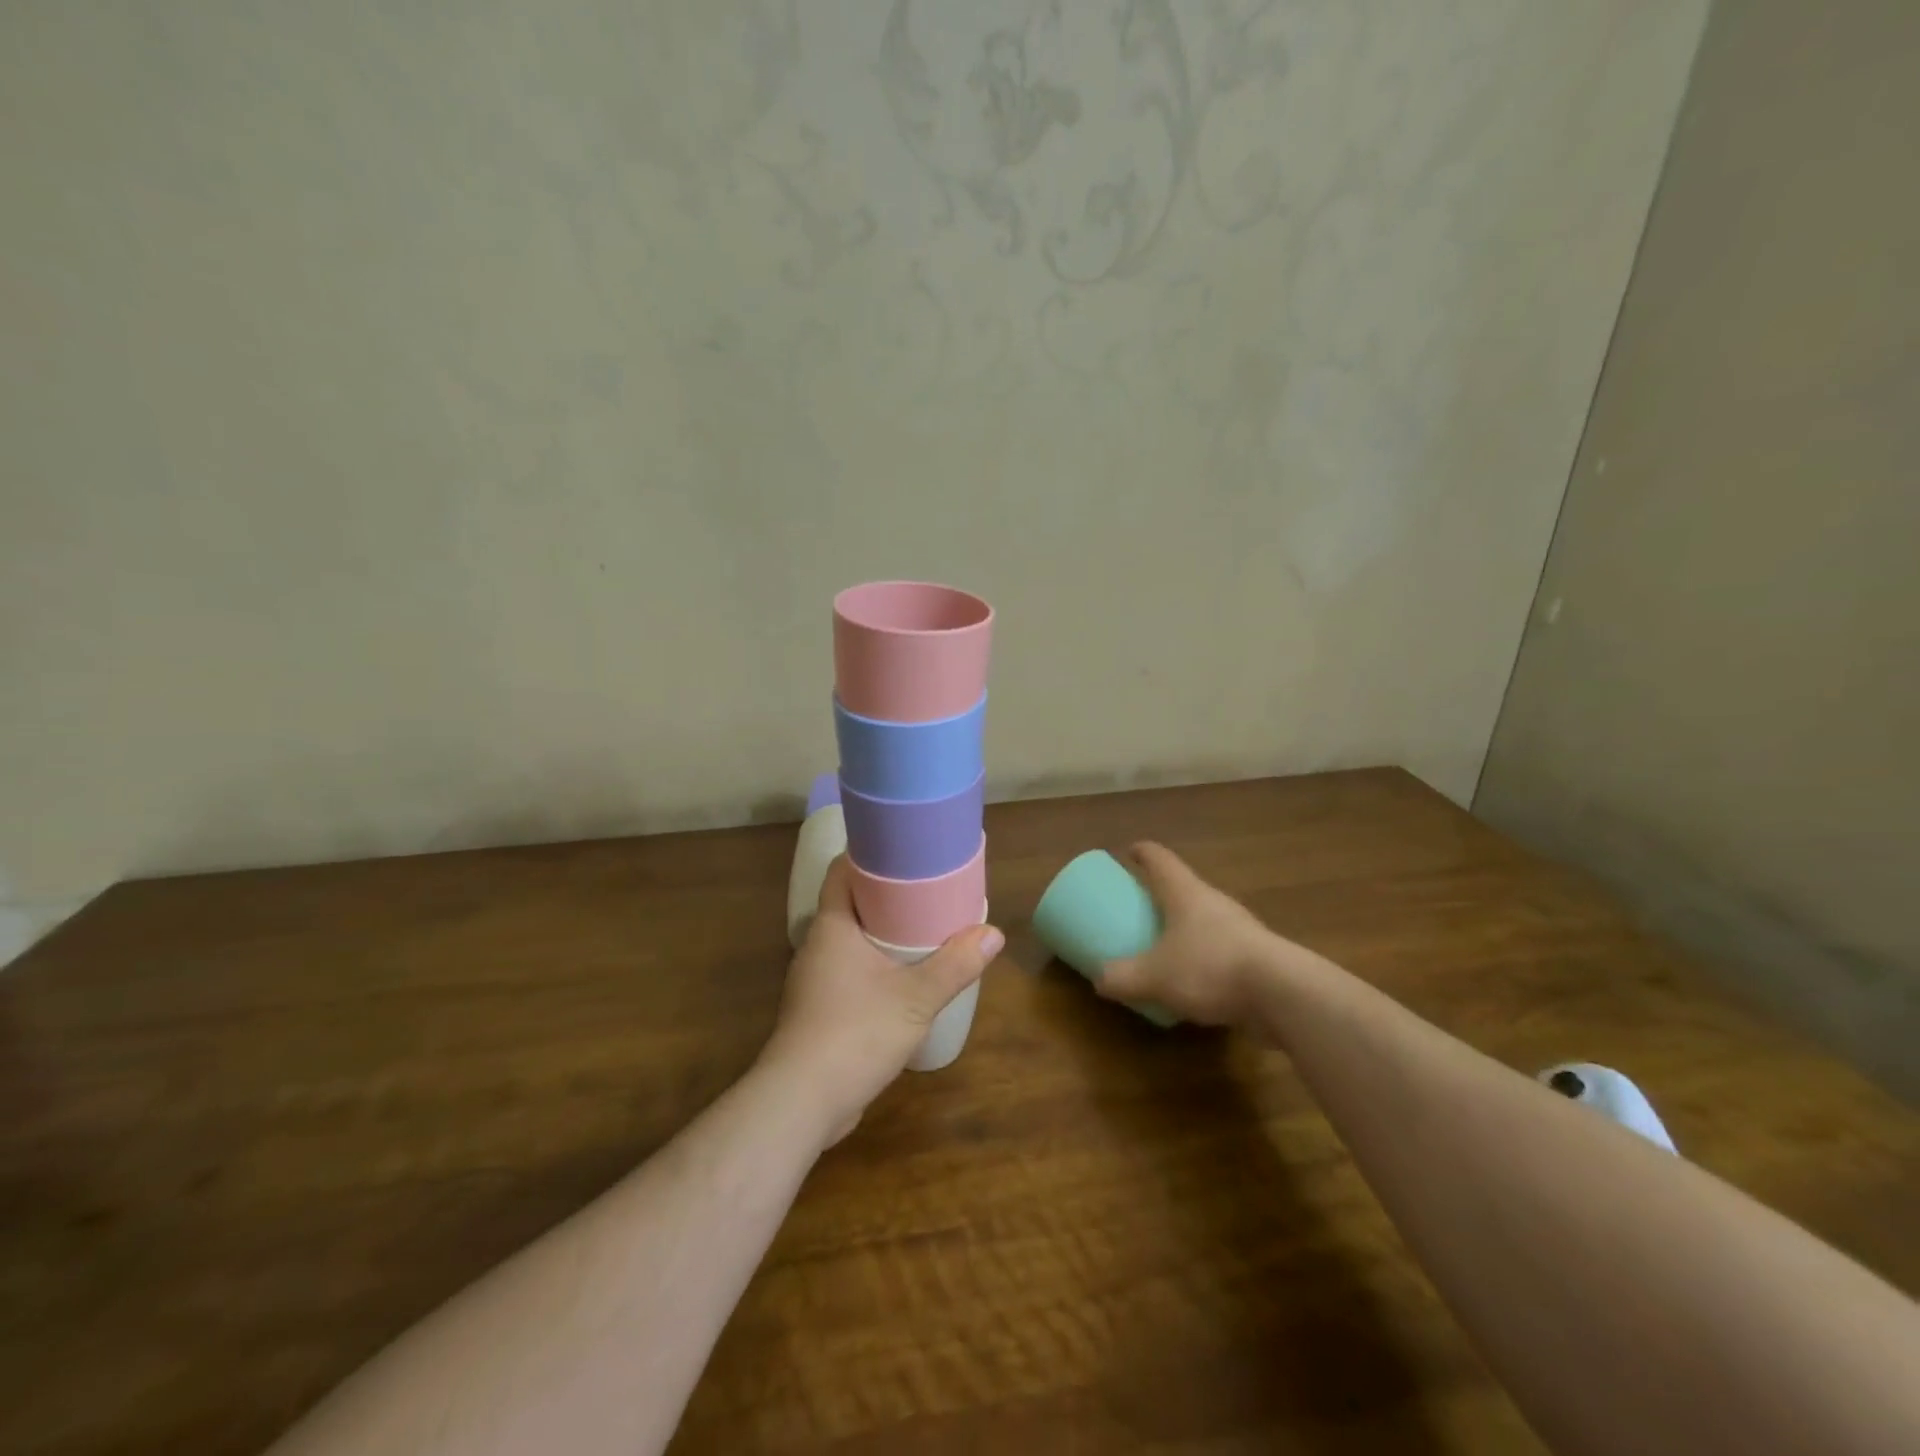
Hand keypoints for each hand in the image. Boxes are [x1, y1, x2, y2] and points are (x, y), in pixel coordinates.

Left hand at [760, 856, 1001, 1146]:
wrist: (803, 1102)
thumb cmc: (855, 1032)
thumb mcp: (916, 997)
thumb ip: (956, 964)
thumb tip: (994, 934)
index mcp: (833, 926)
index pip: (843, 871)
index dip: (869, 854)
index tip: (905, 848)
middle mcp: (818, 945)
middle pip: (852, 904)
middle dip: (887, 895)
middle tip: (928, 888)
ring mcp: (815, 980)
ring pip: (852, 941)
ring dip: (883, 934)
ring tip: (924, 929)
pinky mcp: (820, 1011)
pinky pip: (851, 972)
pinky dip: (876, 966)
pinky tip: (903, 979)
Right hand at [1096, 841, 1275, 1026]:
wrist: (1283, 994)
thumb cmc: (1210, 967)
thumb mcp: (1154, 977)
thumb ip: (1122, 978)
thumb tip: (1099, 980)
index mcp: (1185, 893)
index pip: (1159, 859)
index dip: (1142, 852)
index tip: (1129, 852)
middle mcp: (1213, 901)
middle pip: (1183, 887)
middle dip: (1161, 895)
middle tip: (1141, 907)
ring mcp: (1241, 927)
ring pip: (1205, 918)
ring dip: (1185, 927)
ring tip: (1166, 947)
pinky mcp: (1259, 956)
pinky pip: (1222, 948)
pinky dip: (1205, 956)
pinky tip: (1197, 981)